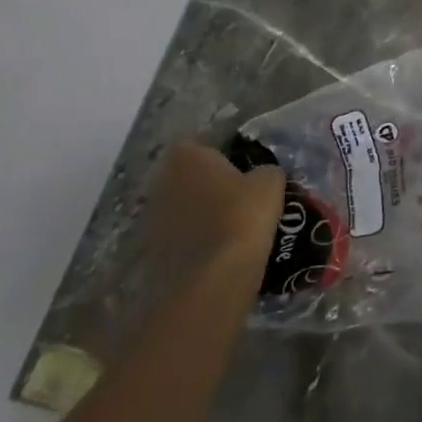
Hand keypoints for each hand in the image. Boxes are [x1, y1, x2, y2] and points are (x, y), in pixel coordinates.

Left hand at [148, 142, 285, 269]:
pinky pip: (178, 235)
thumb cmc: (242, 216)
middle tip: (237, 196)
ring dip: (199, 212)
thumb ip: (265, 170)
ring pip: (181, 206)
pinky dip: (193, 239)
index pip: (201, 143)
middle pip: (188, 175)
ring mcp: (152, 216)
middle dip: (208, 183)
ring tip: (229, 226)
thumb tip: (262, 174)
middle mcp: (161, 180)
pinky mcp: (151, 249)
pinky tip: (216, 249)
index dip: (222, 154)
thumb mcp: (270, 183)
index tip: (242, 168)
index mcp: (187, 156)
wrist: (213, 277)